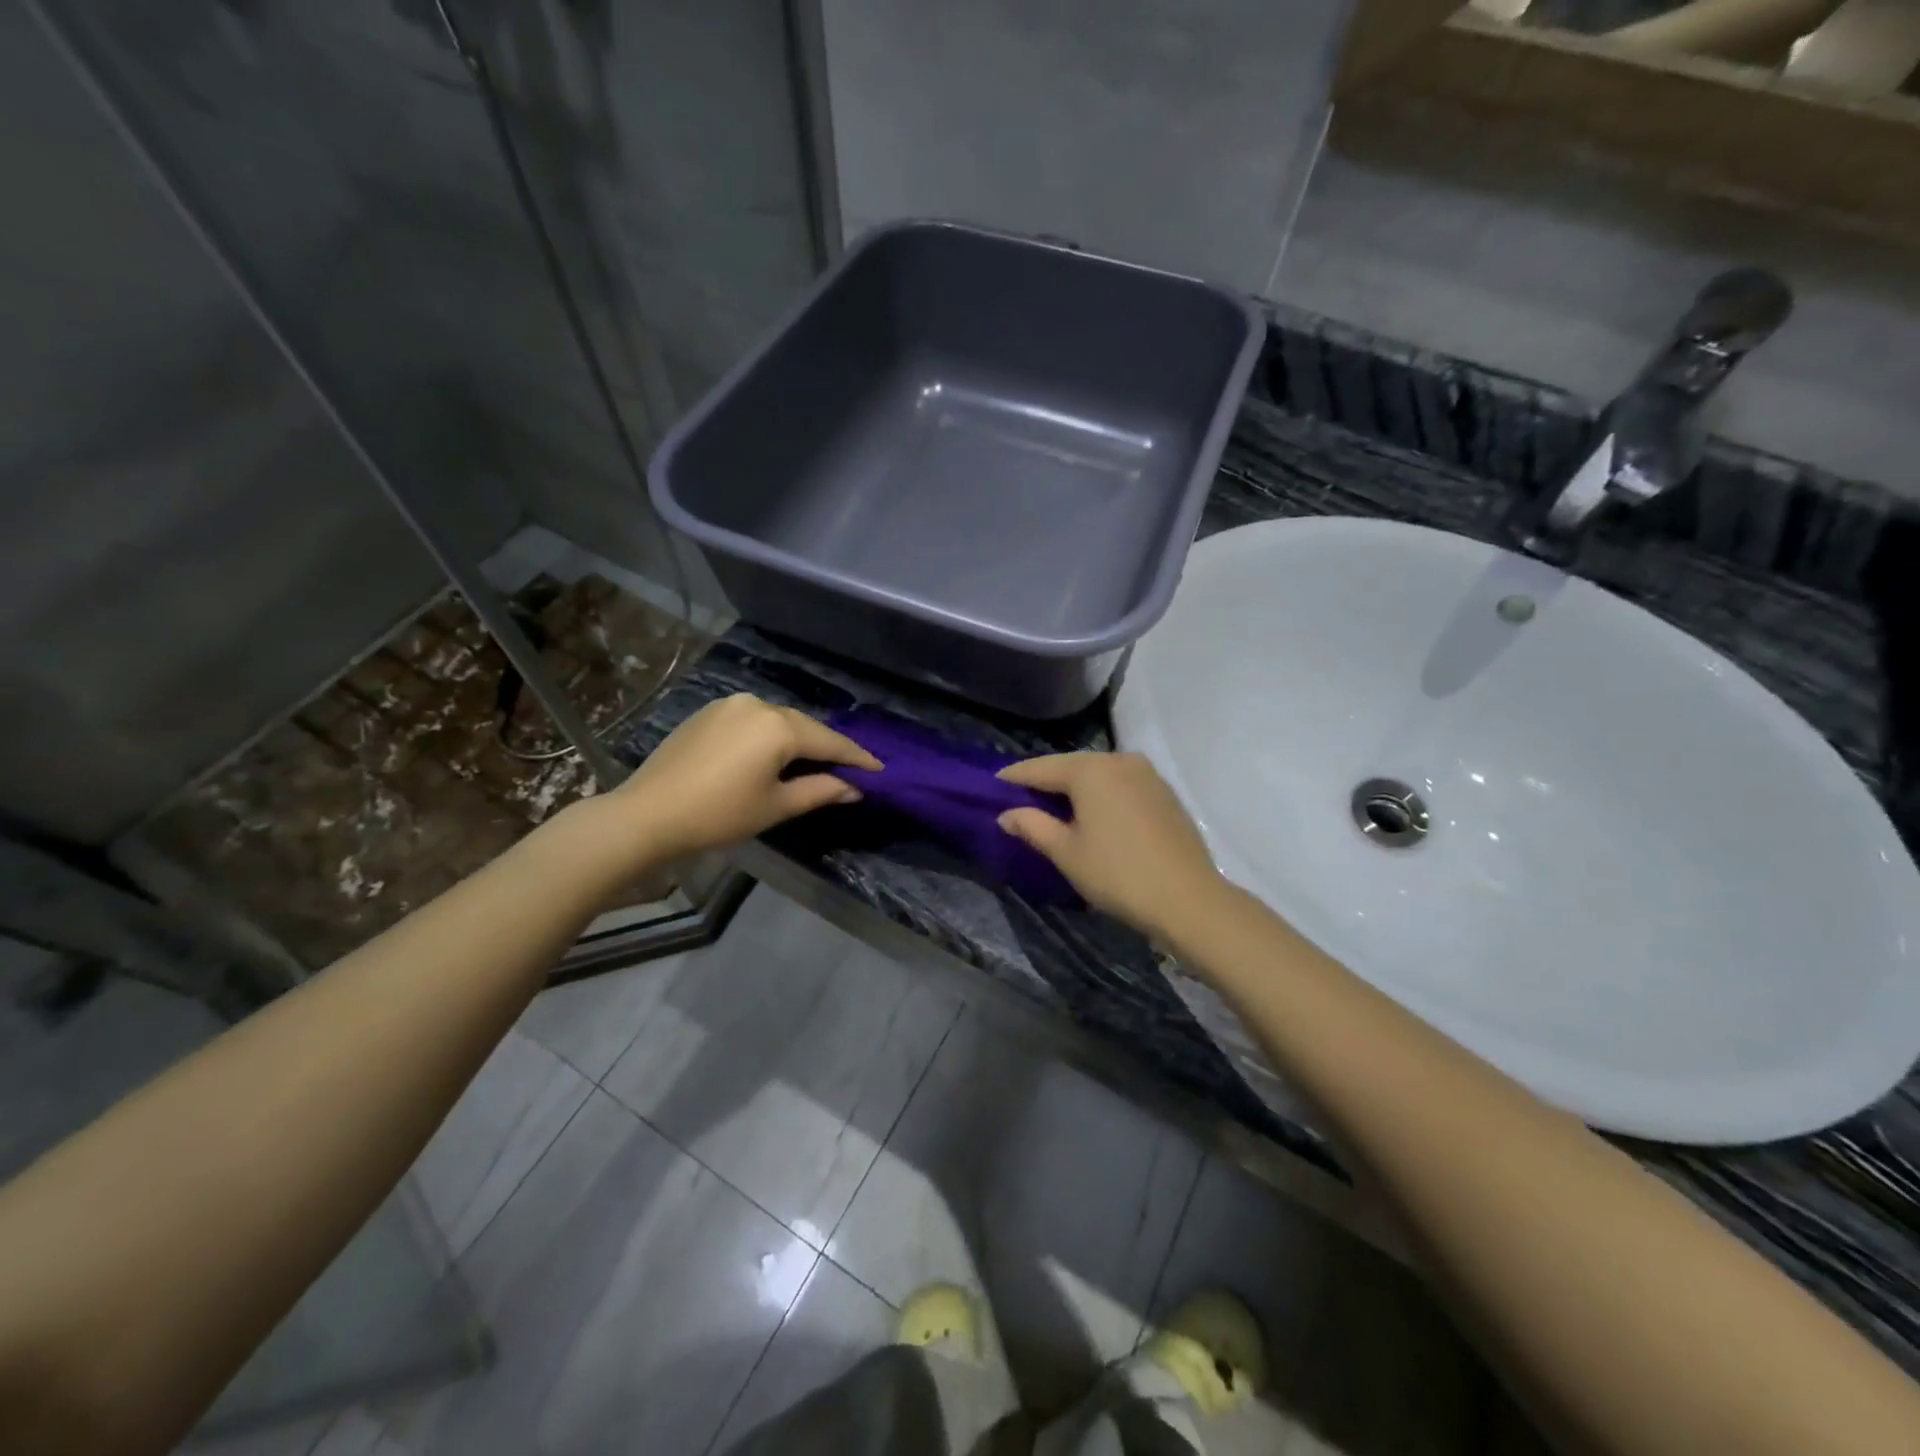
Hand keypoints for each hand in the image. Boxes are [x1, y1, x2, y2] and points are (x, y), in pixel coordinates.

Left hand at [610, 695, 880, 860]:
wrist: (647, 814)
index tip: (880, 770)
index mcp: (779, 726)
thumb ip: (821, 791)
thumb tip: (854, 788)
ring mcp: (731, 704)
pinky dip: (771, 736)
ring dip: (799, 740)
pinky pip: (754, 720)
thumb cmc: (719, 814)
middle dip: (828, 747)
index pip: (830, 742)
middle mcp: (759, 704)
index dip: (857, 758)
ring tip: (815, 762)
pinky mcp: (710, 712)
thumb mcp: (776, 807)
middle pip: (805, 727)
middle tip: (851, 768)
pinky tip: (774, 753)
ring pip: (779, 721)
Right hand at [996, 752, 1227, 940]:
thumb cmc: (1117, 874)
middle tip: (1020, 797)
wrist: (1188, 899)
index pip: (1041, 768)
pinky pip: (1120, 784)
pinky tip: (1093, 812)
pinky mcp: (1164, 792)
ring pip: (1098, 774)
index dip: (1015, 776)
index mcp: (1090, 770)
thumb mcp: (1066, 852)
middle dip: (1046, 781)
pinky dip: (1101, 794)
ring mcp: (1147, 774)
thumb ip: (1033, 826)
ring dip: (1075, 787)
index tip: (993, 782)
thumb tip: (1006, 814)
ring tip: (1053, 805)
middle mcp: (1119, 761)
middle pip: (1071, 766)